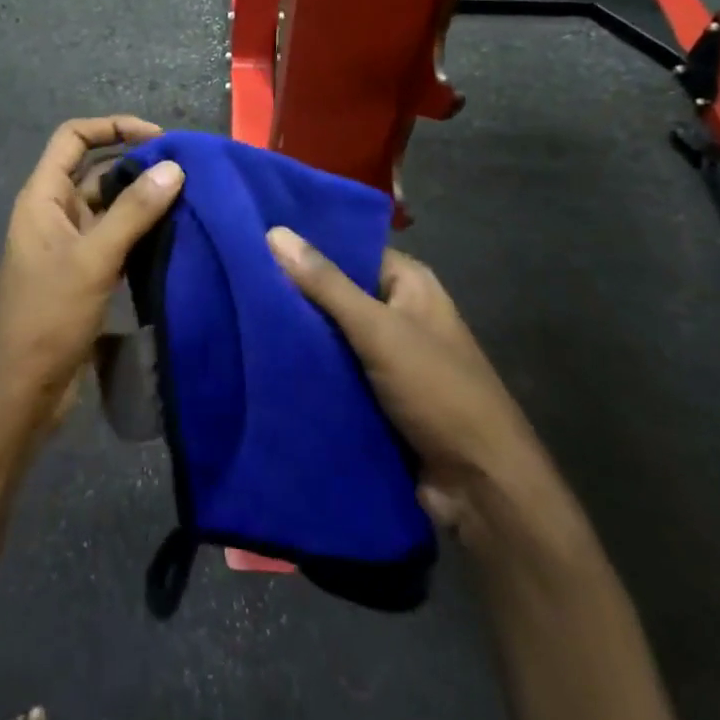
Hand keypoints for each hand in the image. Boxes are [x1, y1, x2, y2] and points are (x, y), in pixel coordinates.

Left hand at [0, 118, 184, 430]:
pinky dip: (141, 233)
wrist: (24, 390)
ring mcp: (69, 245)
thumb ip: (133, 212)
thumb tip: (174, 167)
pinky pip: (115, 240)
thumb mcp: (93, 259)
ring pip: (109, 208)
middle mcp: (53, 213)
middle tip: (187, 172)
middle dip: (137, 166)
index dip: (112, 127)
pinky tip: (175, 237)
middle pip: (95, 171)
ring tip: (191, 200)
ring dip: (143, 201)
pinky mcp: (84, 274)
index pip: (73, 138)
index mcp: (42, 198)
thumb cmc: (49, 316)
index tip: (158, 138)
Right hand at [266, 229, 544, 524]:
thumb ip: (326, 284)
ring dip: (297, 334)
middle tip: (239, 281)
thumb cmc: (437, 391)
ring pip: (331, 335)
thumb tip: (275, 232)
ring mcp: (388, 357)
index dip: (306, 246)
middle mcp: (400, 313)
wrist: (480, 486)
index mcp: (410, 284)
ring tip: (239, 316)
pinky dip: (308, 369)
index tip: (255, 241)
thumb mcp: (378, 330)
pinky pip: (335, 371)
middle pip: (337, 293)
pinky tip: (263, 359)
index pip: (349, 250)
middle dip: (294, 293)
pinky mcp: (377, 396)